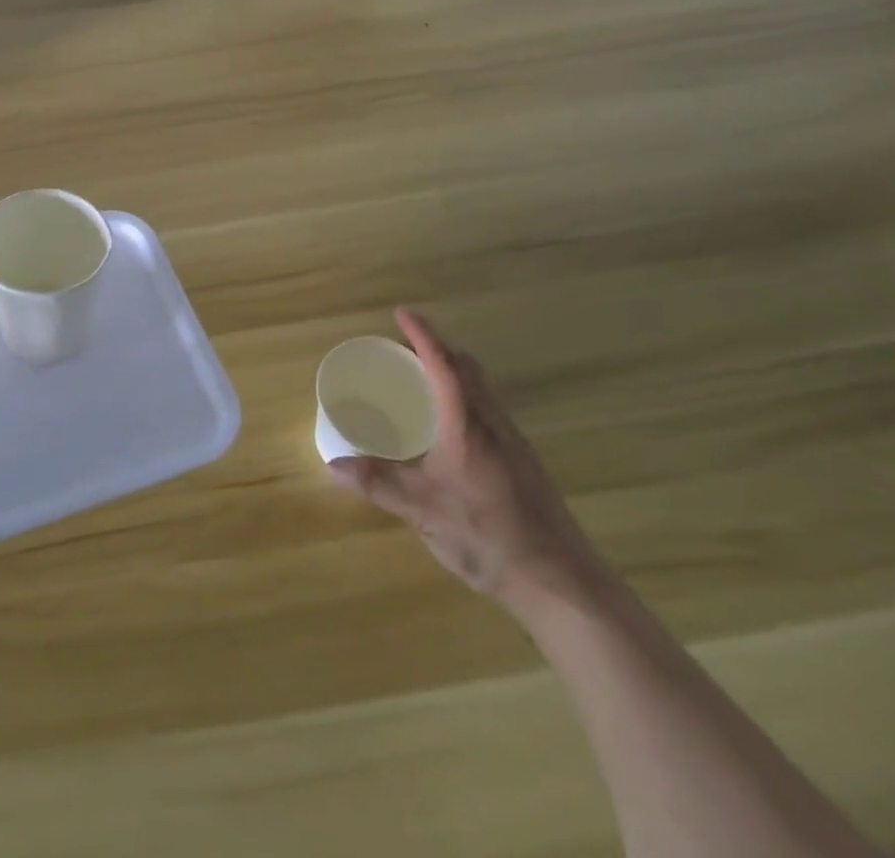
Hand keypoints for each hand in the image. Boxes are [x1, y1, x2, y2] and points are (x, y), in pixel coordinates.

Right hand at [329, 309, 606, 620]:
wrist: (561, 582)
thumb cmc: (488, 537)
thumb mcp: (423, 511)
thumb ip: (378, 484)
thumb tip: (333, 466)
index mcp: (467, 424)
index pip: (443, 364)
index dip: (422, 335)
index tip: (401, 312)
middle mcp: (493, 423)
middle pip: (467, 369)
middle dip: (437, 349)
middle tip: (404, 348)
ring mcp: (514, 443)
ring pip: (483, 389)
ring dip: (454, 372)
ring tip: (422, 381)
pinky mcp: (524, 463)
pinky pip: (489, 410)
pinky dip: (465, 398)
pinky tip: (449, 429)